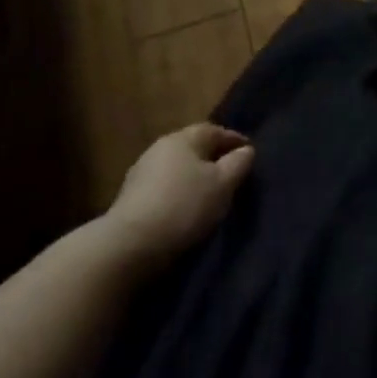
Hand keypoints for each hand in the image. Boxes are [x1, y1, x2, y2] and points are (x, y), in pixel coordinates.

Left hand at [103, 123, 254, 265]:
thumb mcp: (222, 184)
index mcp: (184, 138)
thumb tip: (246, 150)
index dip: (235, 141)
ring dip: (192, 178)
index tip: (249, 155)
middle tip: (230, 176)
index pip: (215, 131)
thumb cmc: (183, 207)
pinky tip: (182, 211)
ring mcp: (141, 173)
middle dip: (212, 159)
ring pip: (176, 169)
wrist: (127, 247)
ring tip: (207, 196)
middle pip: (194, 148)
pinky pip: (162, 189)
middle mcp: (161, 147)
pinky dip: (176, 194)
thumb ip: (238, 163)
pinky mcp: (129, 199)